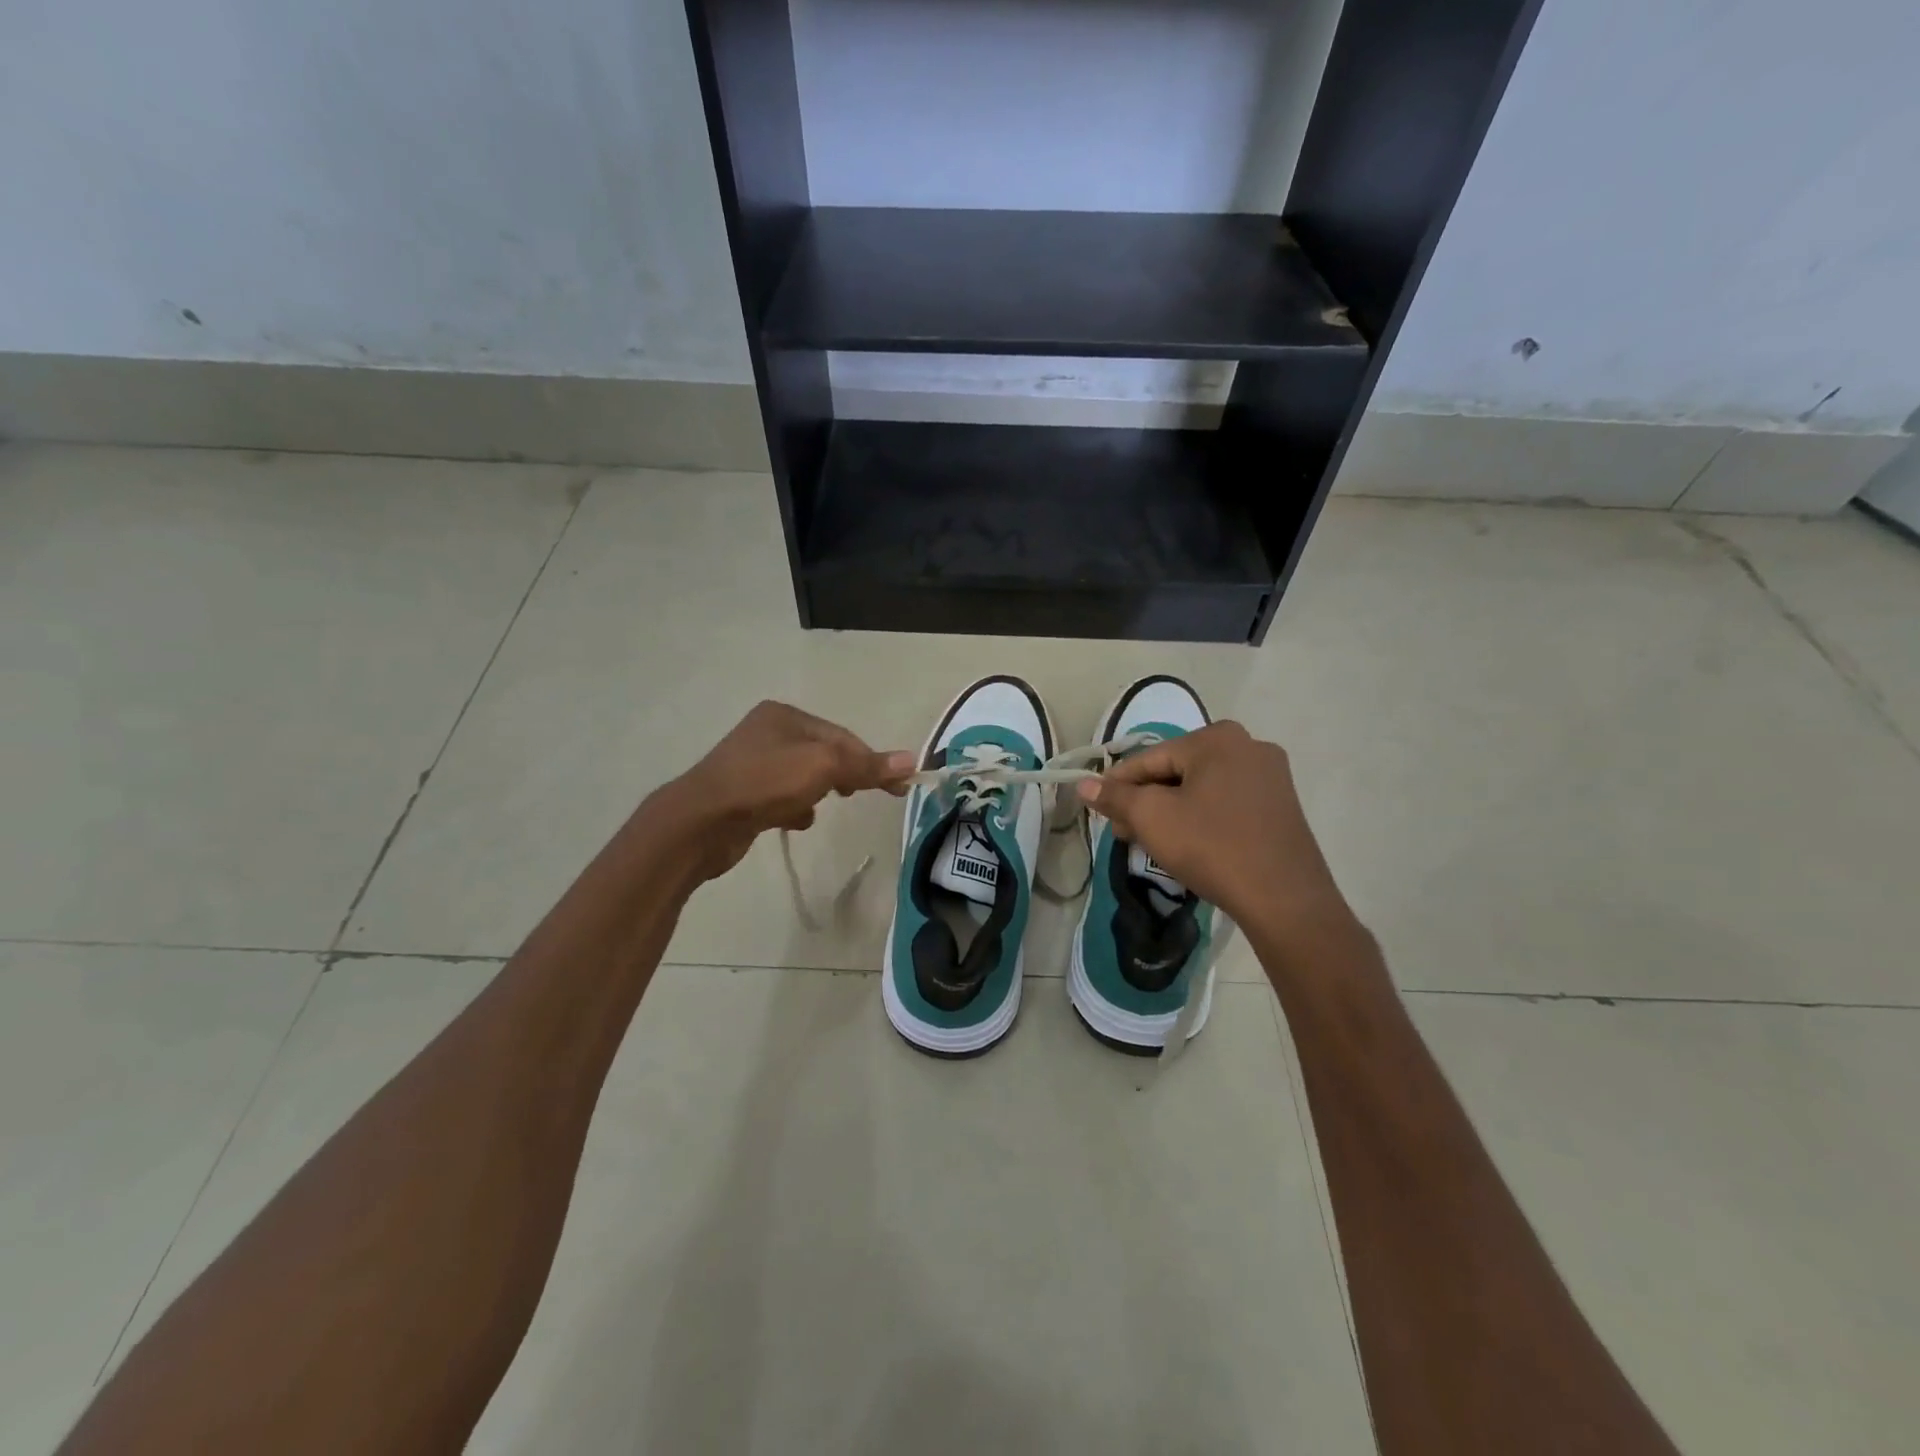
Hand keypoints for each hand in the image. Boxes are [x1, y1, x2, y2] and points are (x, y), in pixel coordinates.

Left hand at [654, 701, 914, 881]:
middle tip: (859, 795)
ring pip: (803, 776)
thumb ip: (866, 764)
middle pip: (824, 754)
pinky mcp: (743, 795)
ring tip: (821, 806)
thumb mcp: (824, 767)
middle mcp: (767, 732)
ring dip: (818, 792)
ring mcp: (752, 764)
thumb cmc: (765, 783)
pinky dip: (794, 808)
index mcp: (785, 715)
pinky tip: (795, 822)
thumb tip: (911, 760)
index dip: (871, 760)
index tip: (898, 787)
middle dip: (844, 775)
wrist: (700, 823)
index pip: (842, 736)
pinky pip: (782, 797)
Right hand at [1077, 721, 1353, 939]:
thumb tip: (1084, 785)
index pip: (1149, 758)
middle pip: (1176, 771)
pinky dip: (1201, 818)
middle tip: (1125, 833)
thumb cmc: (1211, 847)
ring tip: (1151, 842)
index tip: (1099, 811)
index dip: (1117, 785)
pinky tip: (1188, 844)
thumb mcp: (1152, 819)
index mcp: (1216, 738)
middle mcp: (1248, 745)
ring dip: (1170, 811)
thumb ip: (1114, 797)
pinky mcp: (1281, 806)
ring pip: (1200, 788)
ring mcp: (1270, 776)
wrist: (1284, 899)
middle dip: (1146, 801)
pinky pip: (1226, 803)